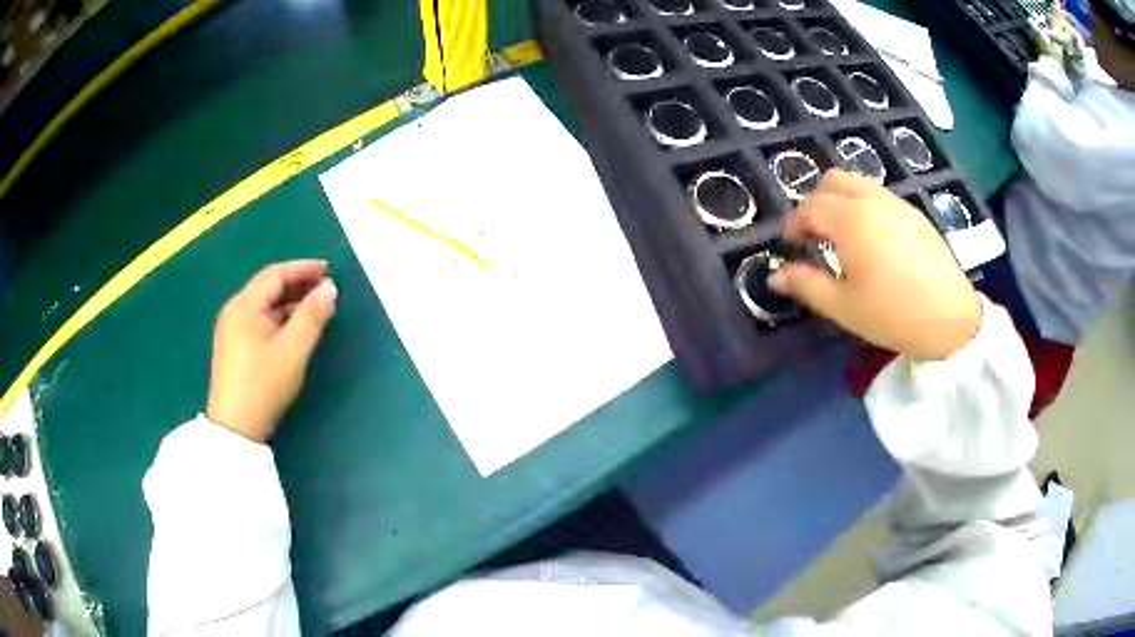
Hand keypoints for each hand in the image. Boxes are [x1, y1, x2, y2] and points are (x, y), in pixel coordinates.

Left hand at [207, 260, 337, 442]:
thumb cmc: (264, 384)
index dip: (303, 269)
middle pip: (268, 287)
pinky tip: (294, 328)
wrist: (235, 427)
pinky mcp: (233, 346)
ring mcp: (231, 329)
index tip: (329, 270)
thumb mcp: (293, 350)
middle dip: (297, 284)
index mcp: (244, 305)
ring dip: (289, 302)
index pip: (275, 274)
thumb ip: (312, 316)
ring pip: (264, 305)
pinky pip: (259, 320)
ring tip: (315, 308)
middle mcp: (234, 310)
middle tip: (325, 288)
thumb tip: (329, 288)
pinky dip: (279, 317)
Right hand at [770, 170, 981, 360]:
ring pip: (859, 184)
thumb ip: (806, 285)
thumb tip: (775, 276)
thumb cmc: (891, 314)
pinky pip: (880, 197)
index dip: (794, 222)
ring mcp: (896, 203)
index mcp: (850, 220)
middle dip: (817, 201)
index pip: (810, 206)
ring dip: (842, 201)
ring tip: (845, 238)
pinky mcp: (914, 214)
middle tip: (816, 235)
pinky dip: (866, 207)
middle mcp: (871, 200)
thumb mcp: (843, 306)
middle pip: (833, 180)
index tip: (790, 243)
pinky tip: (875, 242)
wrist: (949, 319)